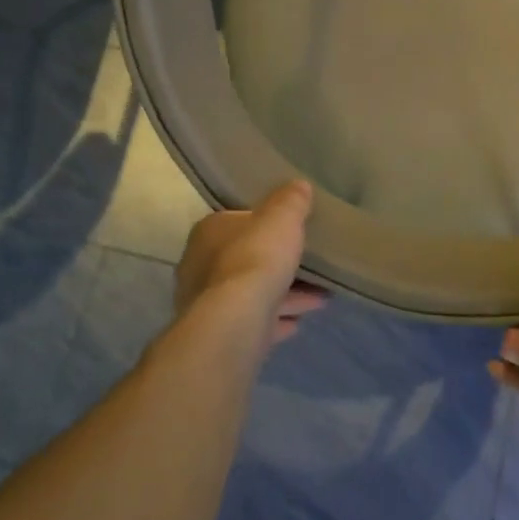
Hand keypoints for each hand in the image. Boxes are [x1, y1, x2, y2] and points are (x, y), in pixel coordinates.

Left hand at [174, 180, 327, 346]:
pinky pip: (252, 321)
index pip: (238, 222)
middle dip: (278, 265)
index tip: (292, 233)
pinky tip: (297, 323)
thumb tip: (298, 186)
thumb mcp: (282, 217)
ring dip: (284, 295)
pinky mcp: (218, 333)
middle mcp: (199, 265)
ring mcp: (206, 303)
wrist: (237, 320)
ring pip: (251, 294)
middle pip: (246, 260)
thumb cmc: (256, 257)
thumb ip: (291, 200)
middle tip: (311, 269)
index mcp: (209, 231)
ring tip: (319, 299)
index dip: (266, 227)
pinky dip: (274, 320)